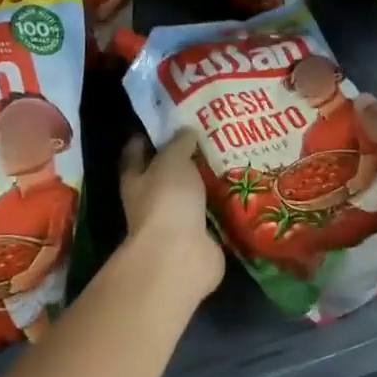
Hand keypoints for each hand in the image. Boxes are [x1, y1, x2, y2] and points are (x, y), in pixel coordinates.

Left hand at [120, 130, 224, 294]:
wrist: (180, 254)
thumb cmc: (167, 200)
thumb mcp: (172, 161)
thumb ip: (179, 144)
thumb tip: (186, 130)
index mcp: (136, 179)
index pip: (135, 153)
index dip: (146, 137)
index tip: (166, 121)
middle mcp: (151, 201)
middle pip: (165, 175)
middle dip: (182, 159)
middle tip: (208, 137)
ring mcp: (175, 222)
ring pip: (190, 196)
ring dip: (205, 183)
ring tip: (231, 160)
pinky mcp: (199, 237)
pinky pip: (211, 216)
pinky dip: (222, 206)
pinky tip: (240, 191)